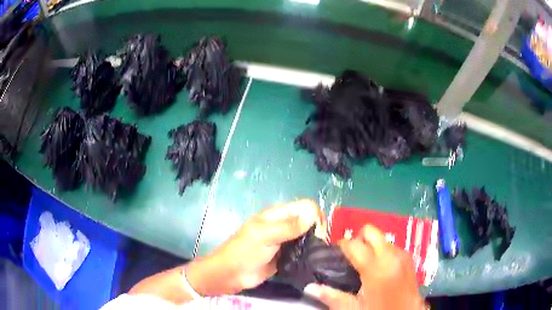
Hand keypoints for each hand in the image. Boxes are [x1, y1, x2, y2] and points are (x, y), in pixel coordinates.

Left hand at [186, 199, 324, 295]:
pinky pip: (303, 251)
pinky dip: (309, 254)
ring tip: (319, 255)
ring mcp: (286, 241)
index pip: (305, 206)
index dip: (315, 216)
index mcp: (278, 214)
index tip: (319, 233)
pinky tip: (313, 261)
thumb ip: (289, 226)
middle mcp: (284, 225)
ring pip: (307, 236)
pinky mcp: (287, 256)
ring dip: (315, 243)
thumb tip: (314, 214)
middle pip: (309, 221)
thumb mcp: (265, 236)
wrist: (231, 274)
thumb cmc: (244, 251)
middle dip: (318, 231)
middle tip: (319, 246)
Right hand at [304, 225, 424, 309]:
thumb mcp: (354, 308)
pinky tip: (379, 268)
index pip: (354, 244)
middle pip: (370, 231)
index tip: (334, 253)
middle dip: (357, 238)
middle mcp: (391, 255)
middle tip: (351, 255)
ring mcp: (402, 255)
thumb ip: (332, 296)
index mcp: (376, 268)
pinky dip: (382, 251)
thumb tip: (309, 287)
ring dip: (371, 246)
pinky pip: (391, 246)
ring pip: (382, 238)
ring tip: (365, 263)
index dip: (341, 245)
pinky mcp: (408, 258)